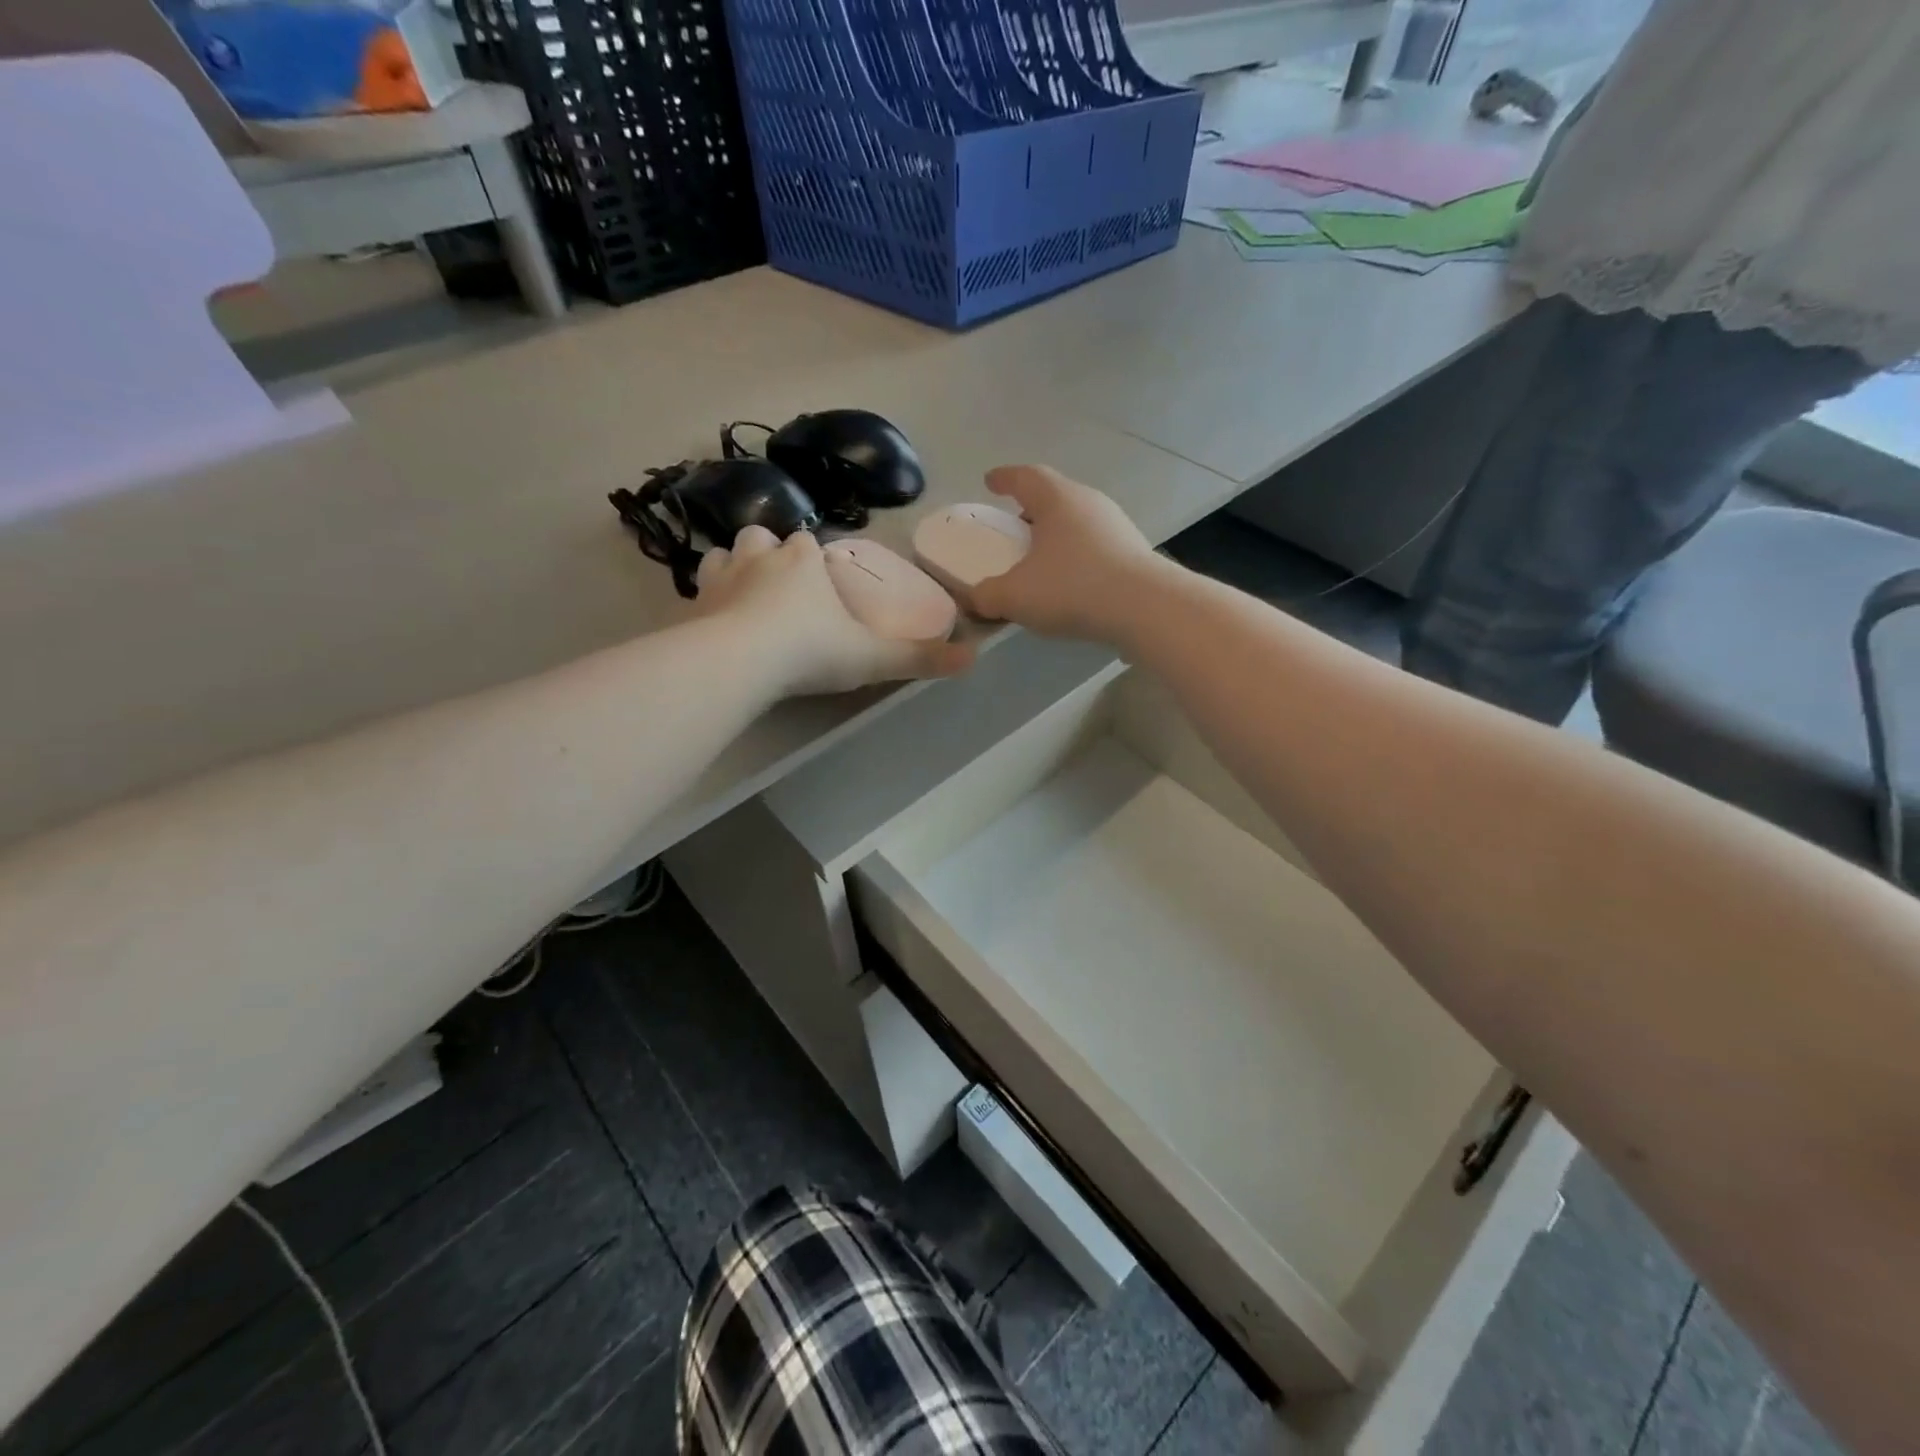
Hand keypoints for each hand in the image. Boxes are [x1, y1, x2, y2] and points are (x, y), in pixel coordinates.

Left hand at [694, 526, 973, 696]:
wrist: (741, 663)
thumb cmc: (811, 650)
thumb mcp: (872, 657)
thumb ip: (919, 658)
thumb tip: (975, 657)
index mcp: (804, 561)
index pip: (808, 544)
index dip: (813, 559)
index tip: (820, 582)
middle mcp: (761, 557)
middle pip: (764, 537)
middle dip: (771, 553)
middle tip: (781, 586)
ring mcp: (722, 577)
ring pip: (726, 553)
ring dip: (736, 566)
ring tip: (746, 594)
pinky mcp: (693, 603)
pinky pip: (698, 588)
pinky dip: (707, 596)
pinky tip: (714, 618)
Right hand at [969, 465, 1169, 643]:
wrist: (1144, 608)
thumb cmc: (1072, 588)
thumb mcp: (1015, 596)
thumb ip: (986, 596)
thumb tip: (974, 601)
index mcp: (1056, 499)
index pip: (1025, 476)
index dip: (1004, 478)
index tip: (989, 481)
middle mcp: (1088, 502)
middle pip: (1053, 497)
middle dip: (1030, 509)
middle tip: (1013, 527)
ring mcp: (1116, 526)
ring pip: (1076, 522)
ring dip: (1055, 535)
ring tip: (1039, 558)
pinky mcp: (1133, 553)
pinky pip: (1094, 546)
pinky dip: (1075, 556)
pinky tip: (1068, 582)